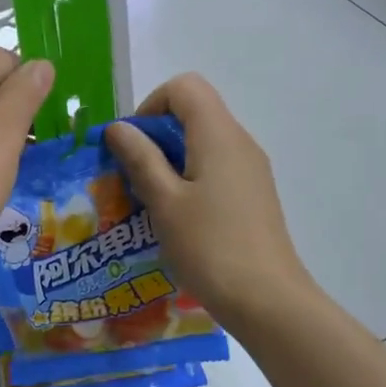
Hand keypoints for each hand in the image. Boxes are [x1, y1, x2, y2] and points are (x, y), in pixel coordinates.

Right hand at [106, 74, 312, 325]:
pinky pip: (216, 169)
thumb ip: (140, 158)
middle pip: (195, 112)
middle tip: (132, 177)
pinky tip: (177, 218)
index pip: (185, 87)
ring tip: (149, 201)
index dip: (151, 105)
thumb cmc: (209, 247)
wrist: (266, 299)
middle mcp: (240, 143)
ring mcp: (251, 170)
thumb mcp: (164, 202)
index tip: (132, 145)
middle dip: (156, 136)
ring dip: (171, 161)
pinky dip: (190, 179)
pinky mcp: (254, 195)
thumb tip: (119, 127)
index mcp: (218, 135)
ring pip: (204, 143)